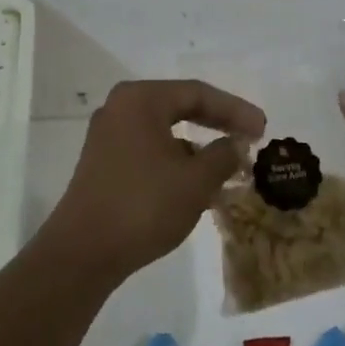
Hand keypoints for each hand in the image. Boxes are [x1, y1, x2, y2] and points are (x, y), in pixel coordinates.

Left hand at [42, 79, 266, 279]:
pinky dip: (175, 161)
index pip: (197, 93)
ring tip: (228, 167)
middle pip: (179, 107)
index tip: (262, 129)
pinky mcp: (102, 163)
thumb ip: (222, 155)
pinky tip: (196, 185)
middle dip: (217, 124)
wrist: (82, 252)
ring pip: (164, 132)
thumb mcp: (195, 181)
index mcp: (140, 99)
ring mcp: (108, 136)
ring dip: (197, 147)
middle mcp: (120, 108)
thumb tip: (235, 144)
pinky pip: (149, 150)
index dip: (234, 110)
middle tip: (250, 138)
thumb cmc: (143, 205)